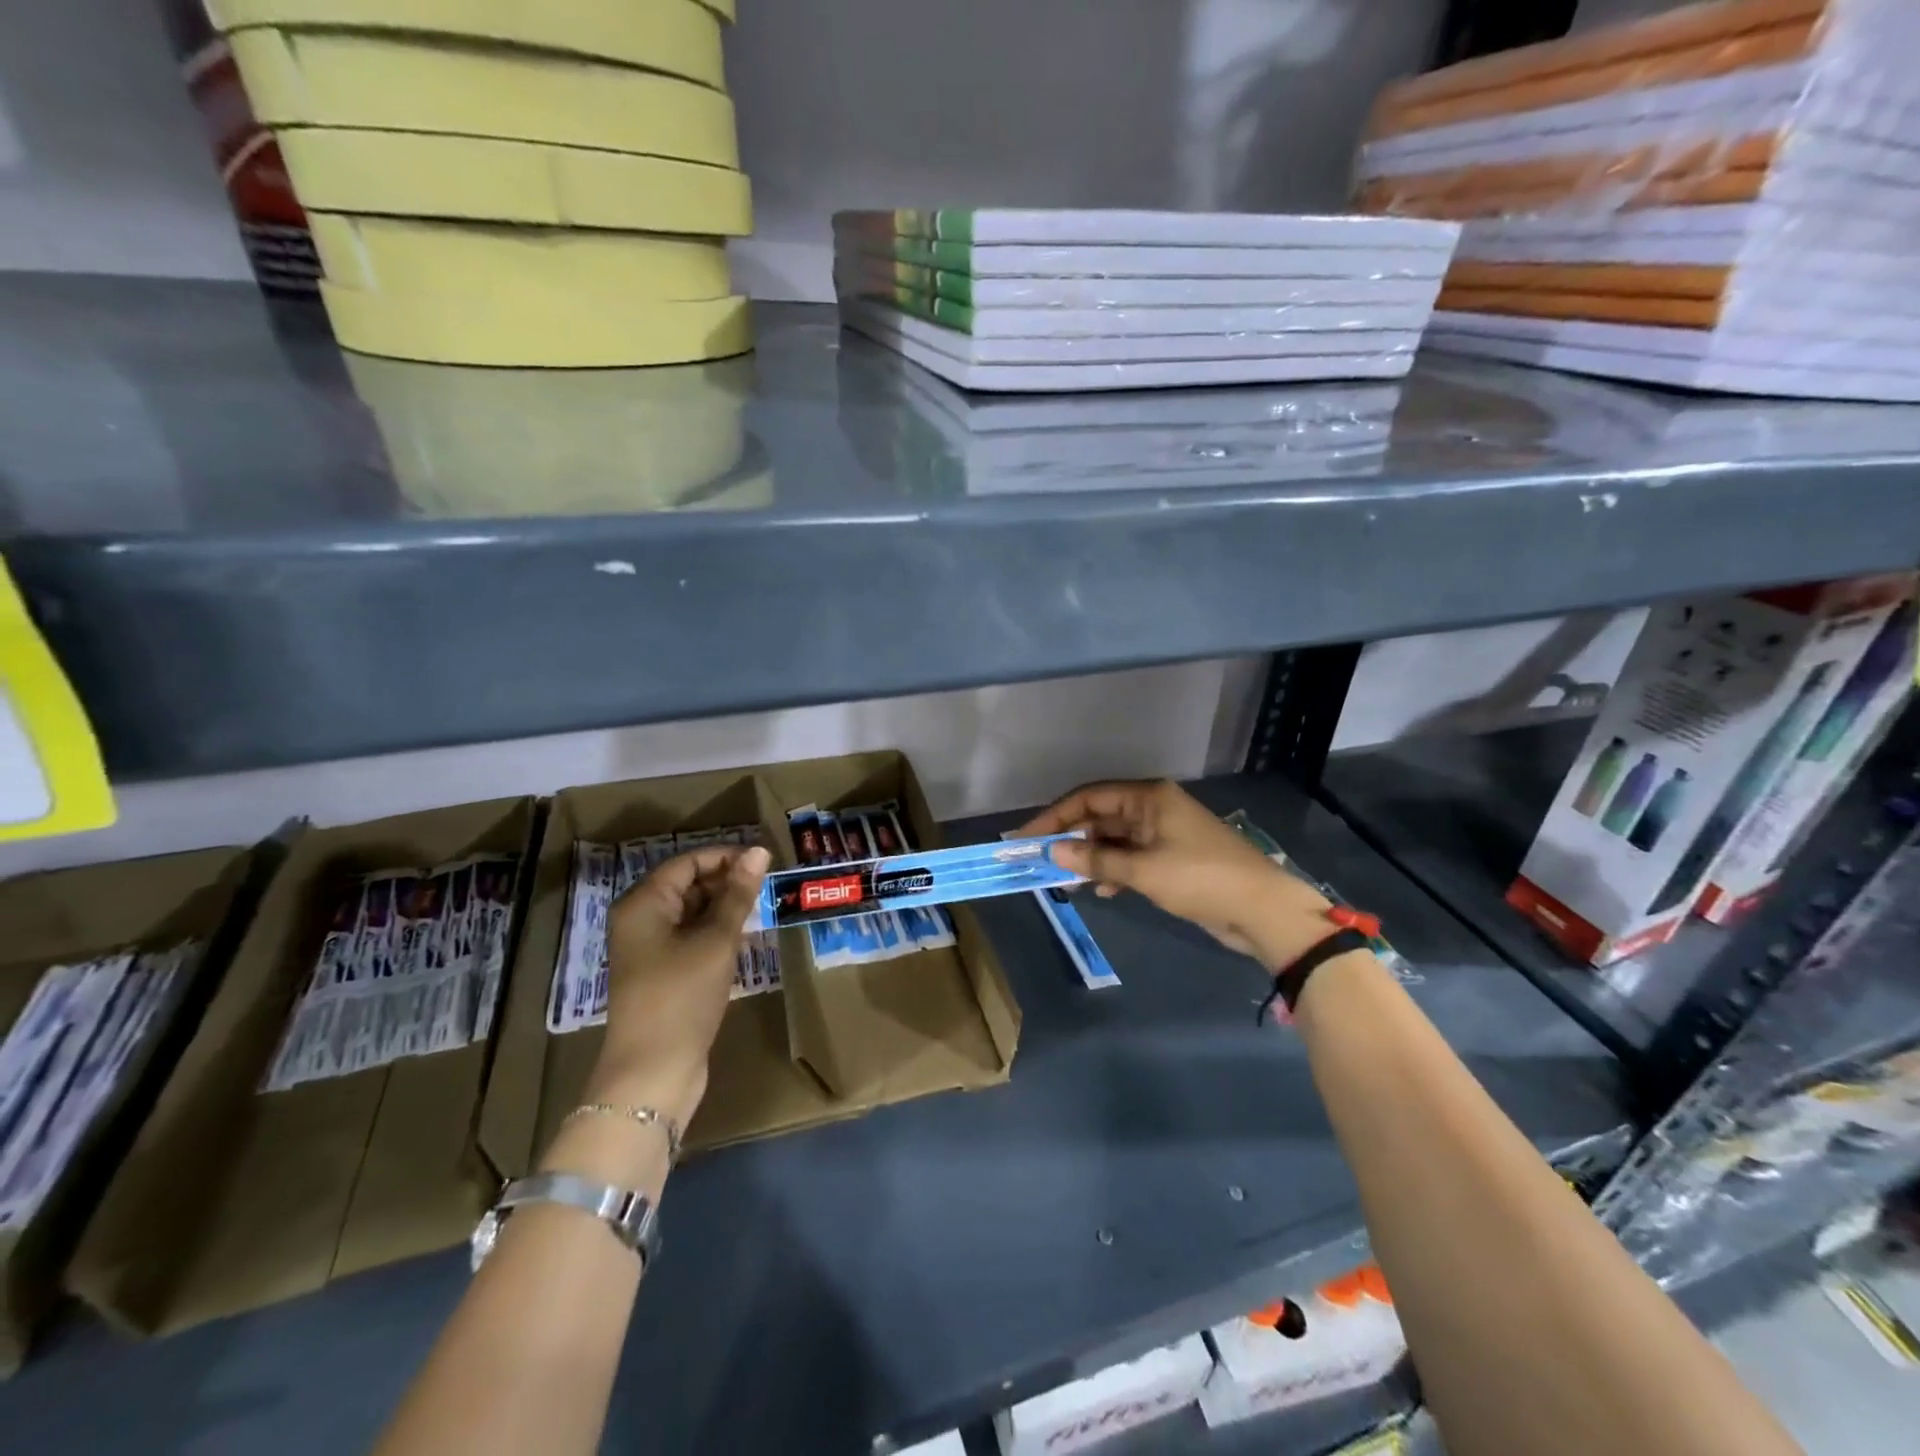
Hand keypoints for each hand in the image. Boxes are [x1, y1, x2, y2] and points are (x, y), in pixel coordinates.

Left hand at [591, 844, 769, 1128]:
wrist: (653, 1071)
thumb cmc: (682, 995)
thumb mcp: (716, 940)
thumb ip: (739, 894)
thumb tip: (759, 852)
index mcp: (643, 903)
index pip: (688, 862)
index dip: (727, 857)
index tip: (766, 862)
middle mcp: (640, 919)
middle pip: (687, 884)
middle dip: (727, 882)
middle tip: (768, 887)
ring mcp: (648, 948)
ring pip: (691, 911)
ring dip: (724, 908)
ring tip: (761, 909)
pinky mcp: (660, 971)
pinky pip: (690, 936)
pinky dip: (715, 932)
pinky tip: (743, 938)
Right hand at [1016, 780, 1332, 969]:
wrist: (1262, 909)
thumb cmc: (1201, 879)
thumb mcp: (1143, 871)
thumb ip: (1096, 860)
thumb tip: (1053, 852)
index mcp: (1148, 797)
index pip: (1089, 798)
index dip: (1054, 817)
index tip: (1026, 838)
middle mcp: (1153, 808)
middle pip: (1099, 816)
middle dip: (1071, 838)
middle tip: (1041, 861)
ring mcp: (1163, 832)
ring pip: (1113, 839)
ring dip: (1091, 857)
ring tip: (1067, 880)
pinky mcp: (1171, 857)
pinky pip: (1130, 857)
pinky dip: (1113, 870)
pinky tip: (1102, 890)